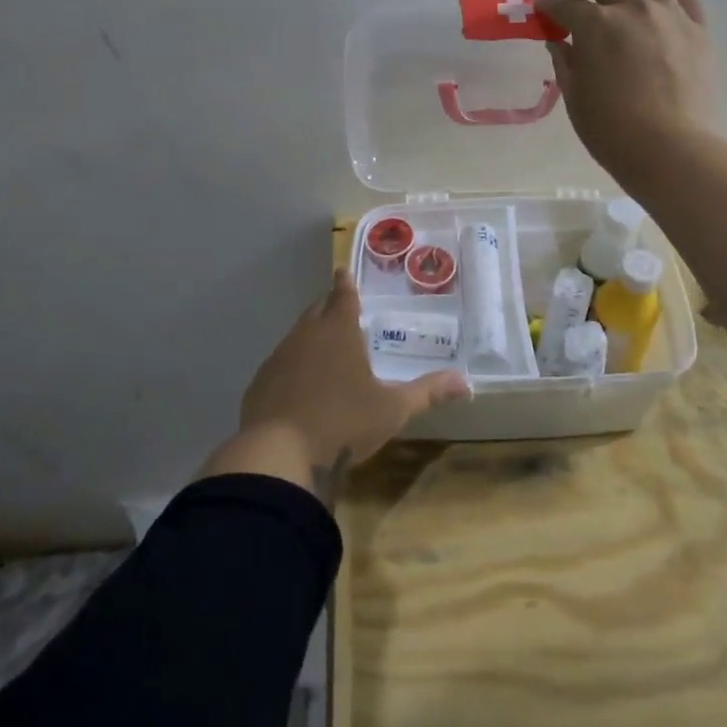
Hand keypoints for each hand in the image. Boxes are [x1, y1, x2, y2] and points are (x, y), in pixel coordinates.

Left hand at [198, 270, 468, 500]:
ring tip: (323, 347)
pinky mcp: (260, 383)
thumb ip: (427, 393)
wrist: (278, 455)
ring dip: (310, 336)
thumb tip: (466, 383)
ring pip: (297, 336)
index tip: (343, 271)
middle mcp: (306, 335)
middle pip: (317, 310)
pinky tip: (299, 385)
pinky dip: (292, 365)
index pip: (342, 295)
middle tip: (340, 308)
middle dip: (329, 305)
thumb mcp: (392, 410)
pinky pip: (280, 364)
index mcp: (338, 331)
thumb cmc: (343, 423)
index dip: (345, 283)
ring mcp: (278, 358)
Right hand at [537, 0, 716, 183]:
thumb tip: (560, 43)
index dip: (549, 8)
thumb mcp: (576, 98)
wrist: (669, 148)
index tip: (543, 13)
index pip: (564, 6)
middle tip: (579, 5)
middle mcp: (632, 8)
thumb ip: (566, 63)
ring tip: (625, 1)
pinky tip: (660, 10)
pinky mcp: (699, 29)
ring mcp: (670, 15)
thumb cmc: (611, 130)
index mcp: (596, 25)